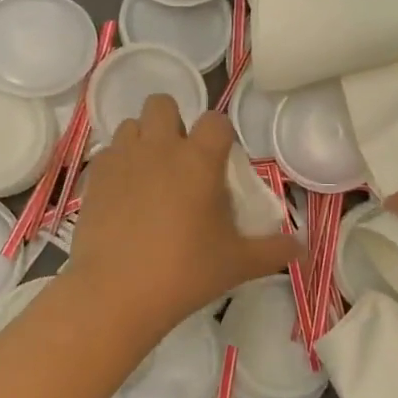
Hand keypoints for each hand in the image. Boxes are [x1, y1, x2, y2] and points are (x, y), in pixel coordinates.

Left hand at [66, 96, 299, 343]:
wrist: (115, 293)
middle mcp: (159, 147)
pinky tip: (124, 196)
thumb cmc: (185, 272)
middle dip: (174, 122)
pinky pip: (108, 154)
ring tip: (150, 175)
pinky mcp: (94, 178)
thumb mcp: (237, 264)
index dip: (221, 135)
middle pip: (163, 104)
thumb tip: (304, 248)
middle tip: (181, 161)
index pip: (216, 121)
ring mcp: (122, 159)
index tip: (221, 162)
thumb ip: (274, 251)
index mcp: (199, 159)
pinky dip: (118, 165)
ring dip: (143, 140)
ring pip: (131, 125)